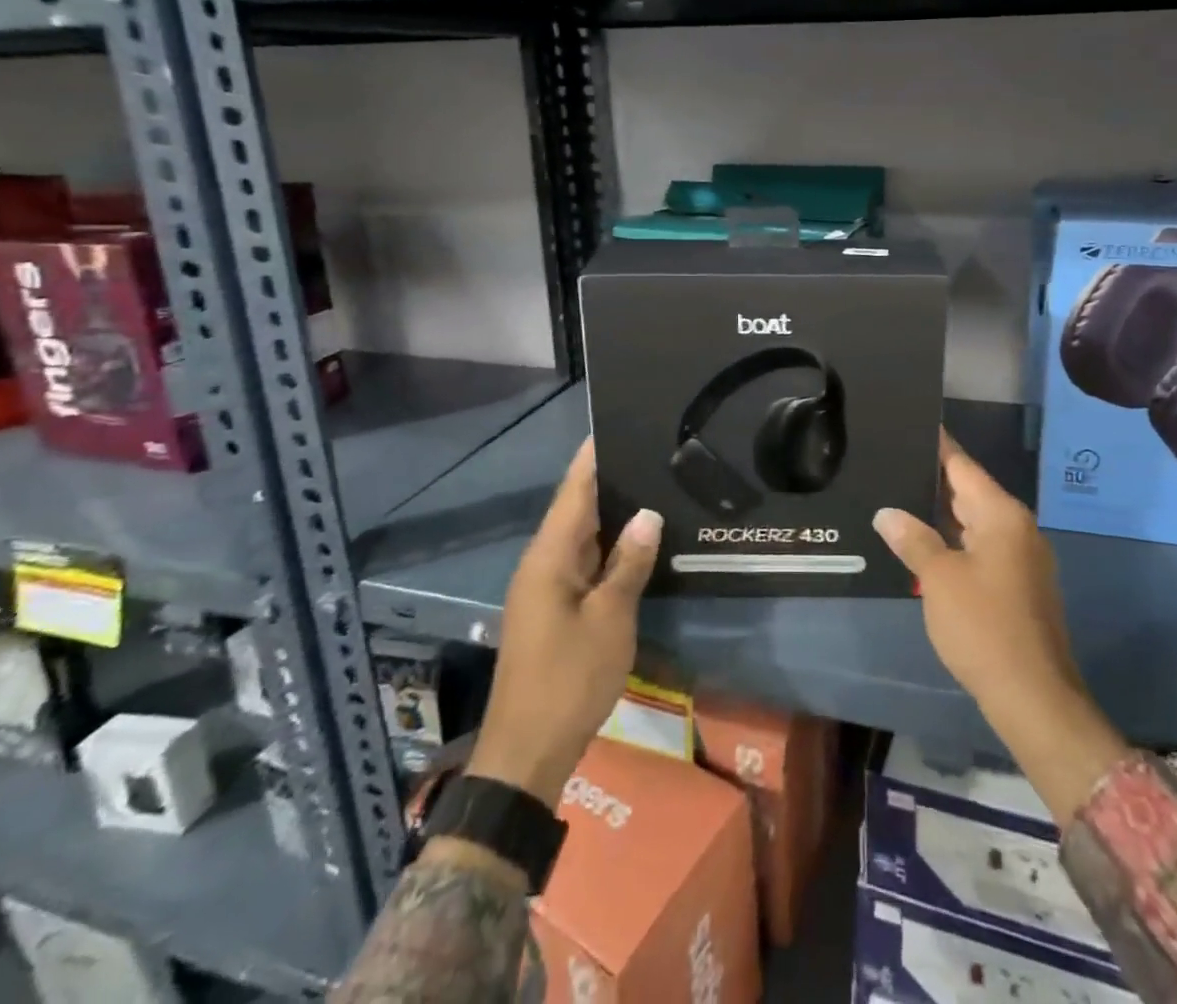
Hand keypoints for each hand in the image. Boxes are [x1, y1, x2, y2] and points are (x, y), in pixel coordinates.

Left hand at [467, 439, 661, 807]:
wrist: (526, 753)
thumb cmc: (569, 679)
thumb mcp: (610, 620)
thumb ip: (629, 563)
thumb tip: (647, 514)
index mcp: (549, 557)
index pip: (574, 490)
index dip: (593, 457)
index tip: (617, 424)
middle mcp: (541, 563)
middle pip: (575, 508)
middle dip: (607, 479)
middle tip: (649, 452)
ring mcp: (543, 589)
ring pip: (579, 537)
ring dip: (609, 514)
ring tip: (649, 486)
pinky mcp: (551, 610)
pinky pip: (580, 563)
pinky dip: (605, 547)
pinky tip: (633, 543)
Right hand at [873, 430, 1127, 820]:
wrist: (1033, 696)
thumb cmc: (983, 626)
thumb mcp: (938, 578)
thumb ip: (913, 538)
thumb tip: (887, 512)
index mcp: (1001, 514)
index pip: (962, 465)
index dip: (935, 445)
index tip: (909, 423)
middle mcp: (1016, 526)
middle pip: (968, 490)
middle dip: (931, 479)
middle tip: (890, 461)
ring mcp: (1020, 556)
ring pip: (973, 520)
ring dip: (939, 513)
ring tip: (896, 497)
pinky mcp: (1017, 583)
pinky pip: (980, 546)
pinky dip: (953, 539)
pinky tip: (922, 542)